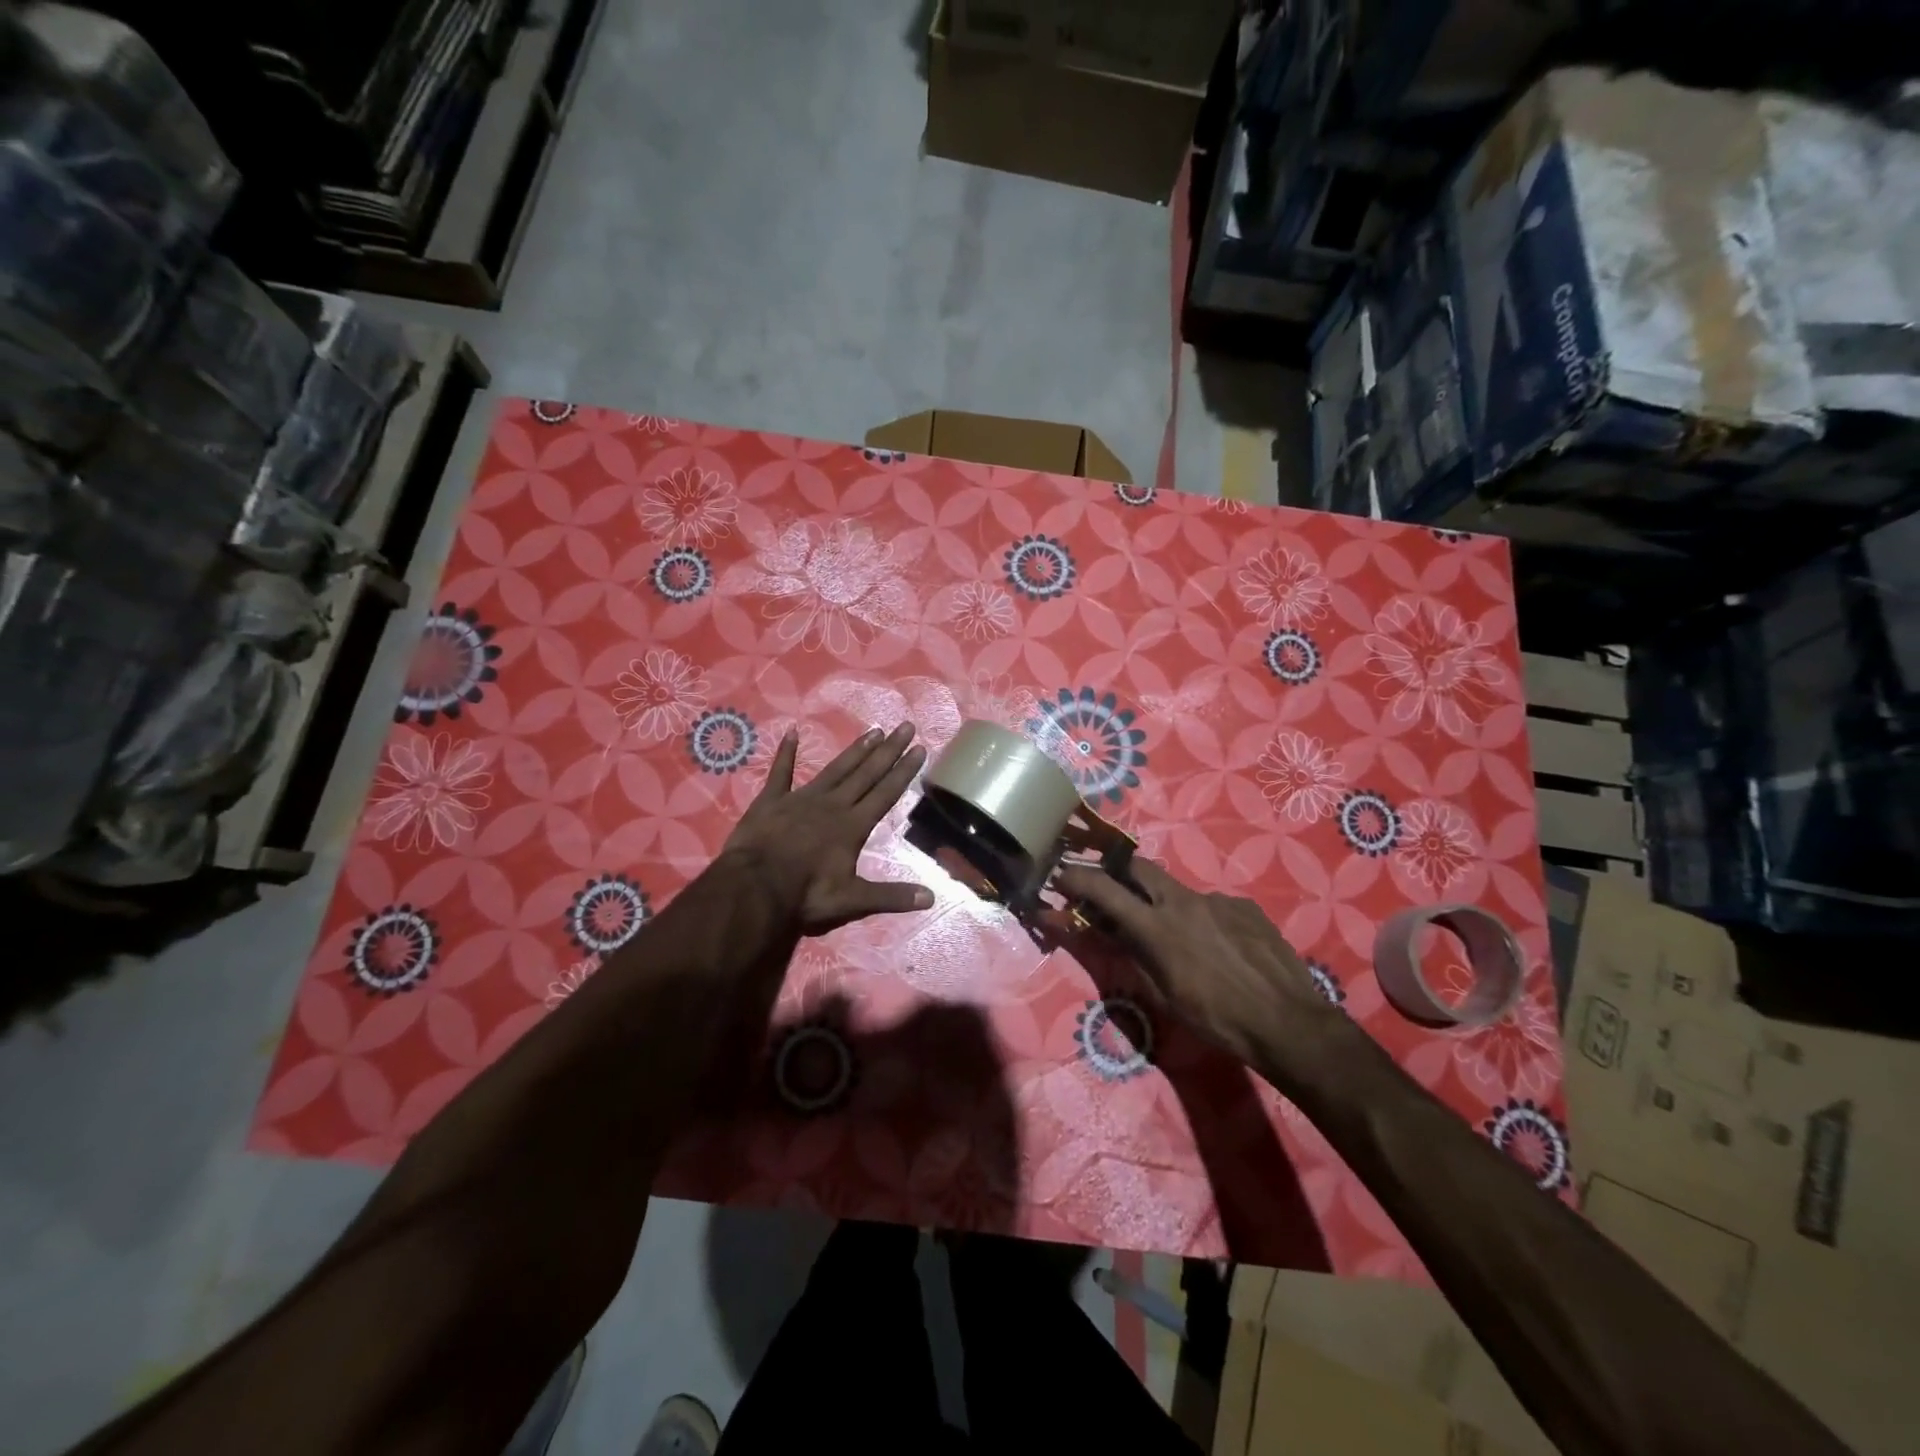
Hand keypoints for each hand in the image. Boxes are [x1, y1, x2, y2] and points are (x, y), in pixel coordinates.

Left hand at [724, 723, 933, 934]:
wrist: (754, 887)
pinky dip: (786, 753)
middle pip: (866, 774)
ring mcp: (801, 798)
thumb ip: (892, 896)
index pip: (885, 793)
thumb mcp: (853, 900)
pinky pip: (780, 772)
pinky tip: (791, 732)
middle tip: (905, 726)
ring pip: (835, 769)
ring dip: (855, 750)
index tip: (919, 748)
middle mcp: (833, 805)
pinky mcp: (772, 800)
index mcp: (852, 826)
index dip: (904, 771)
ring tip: (874, 731)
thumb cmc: (805, 894)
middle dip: (888, 751)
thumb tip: (932, 898)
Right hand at [1056, 858, 1349, 1079]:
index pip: (1105, 889)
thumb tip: (1107, 934)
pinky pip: (1213, 906)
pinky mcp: (1245, 907)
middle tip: (1112, 890)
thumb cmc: (1217, 1019)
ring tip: (1183, 942)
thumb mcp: (1163, 996)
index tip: (1060, 876)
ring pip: (1178, 891)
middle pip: (1139, 867)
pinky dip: (1203, 920)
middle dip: (1118, 872)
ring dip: (1166, 906)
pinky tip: (1220, 949)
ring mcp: (1218, 900)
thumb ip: (1132, 956)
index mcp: (1157, 927)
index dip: (1076, 878)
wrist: (1289, 1024)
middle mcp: (1183, 902)